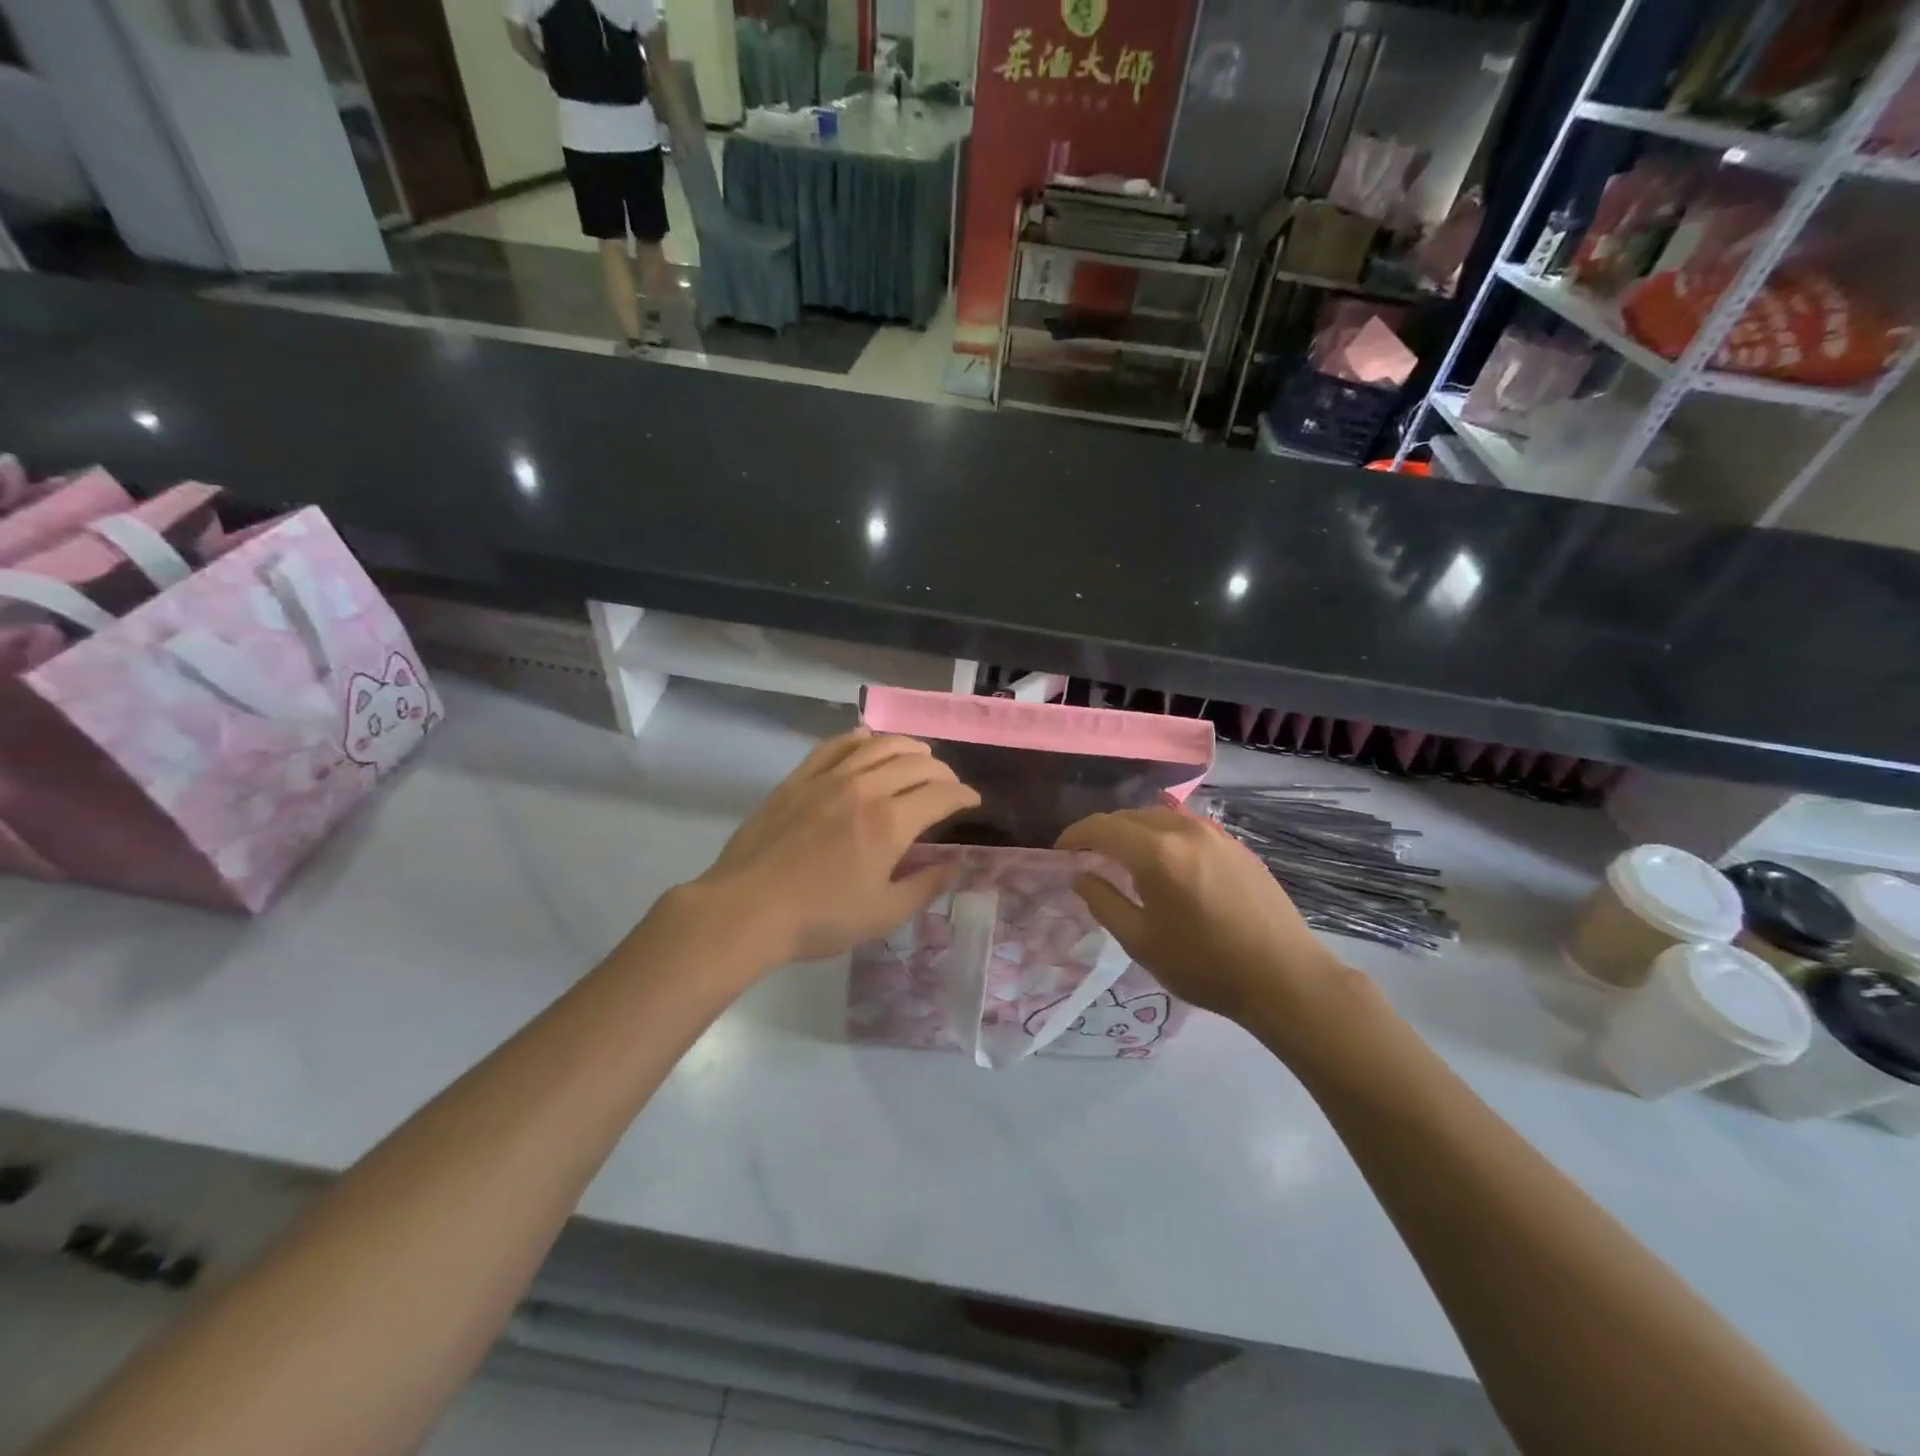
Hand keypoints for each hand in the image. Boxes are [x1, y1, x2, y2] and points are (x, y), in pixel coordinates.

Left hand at [685, 731, 979, 966]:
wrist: (747, 909)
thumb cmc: (820, 919)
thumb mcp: (884, 914)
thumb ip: (925, 886)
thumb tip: (954, 865)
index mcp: (891, 822)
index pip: (941, 794)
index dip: (963, 795)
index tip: (972, 802)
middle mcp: (866, 788)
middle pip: (915, 763)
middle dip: (942, 771)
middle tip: (948, 785)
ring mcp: (829, 778)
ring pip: (879, 745)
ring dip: (908, 747)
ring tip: (919, 756)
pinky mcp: (799, 778)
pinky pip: (835, 745)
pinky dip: (859, 739)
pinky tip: (866, 740)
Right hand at [1057, 804, 1346, 1026]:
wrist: (1284, 977)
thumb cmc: (1205, 965)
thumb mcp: (1141, 941)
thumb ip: (1104, 902)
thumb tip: (1081, 875)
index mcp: (1156, 852)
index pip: (1102, 827)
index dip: (1075, 835)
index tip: (1060, 852)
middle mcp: (1184, 830)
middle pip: (1130, 816)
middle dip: (1103, 832)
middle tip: (1088, 858)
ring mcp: (1215, 833)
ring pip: (1160, 816)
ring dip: (1134, 831)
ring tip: (1124, 859)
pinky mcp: (1236, 844)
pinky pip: (1186, 826)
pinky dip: (1163, 835)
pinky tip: (1166, 863)